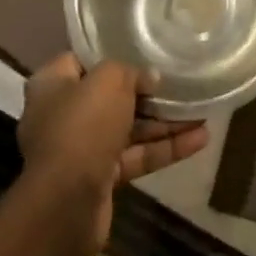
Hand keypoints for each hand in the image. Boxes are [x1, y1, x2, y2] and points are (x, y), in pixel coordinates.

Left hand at [17, 53, 208, 254]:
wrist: (66, 205)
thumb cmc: (82, 127)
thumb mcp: (109, 81)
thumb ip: (131, 72)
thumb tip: (150, 78)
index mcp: (53, 85)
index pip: (84, 60)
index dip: (113, 54)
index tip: (144, 50)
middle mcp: (64, 115)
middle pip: (112, 96)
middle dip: (148, 93)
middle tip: (181, 83)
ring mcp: (83, 149)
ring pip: (129, 129)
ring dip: (165, 123)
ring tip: (202, 112)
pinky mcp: (101, 179)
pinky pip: (137, 156)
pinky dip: (165, 148)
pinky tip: (200, 139)